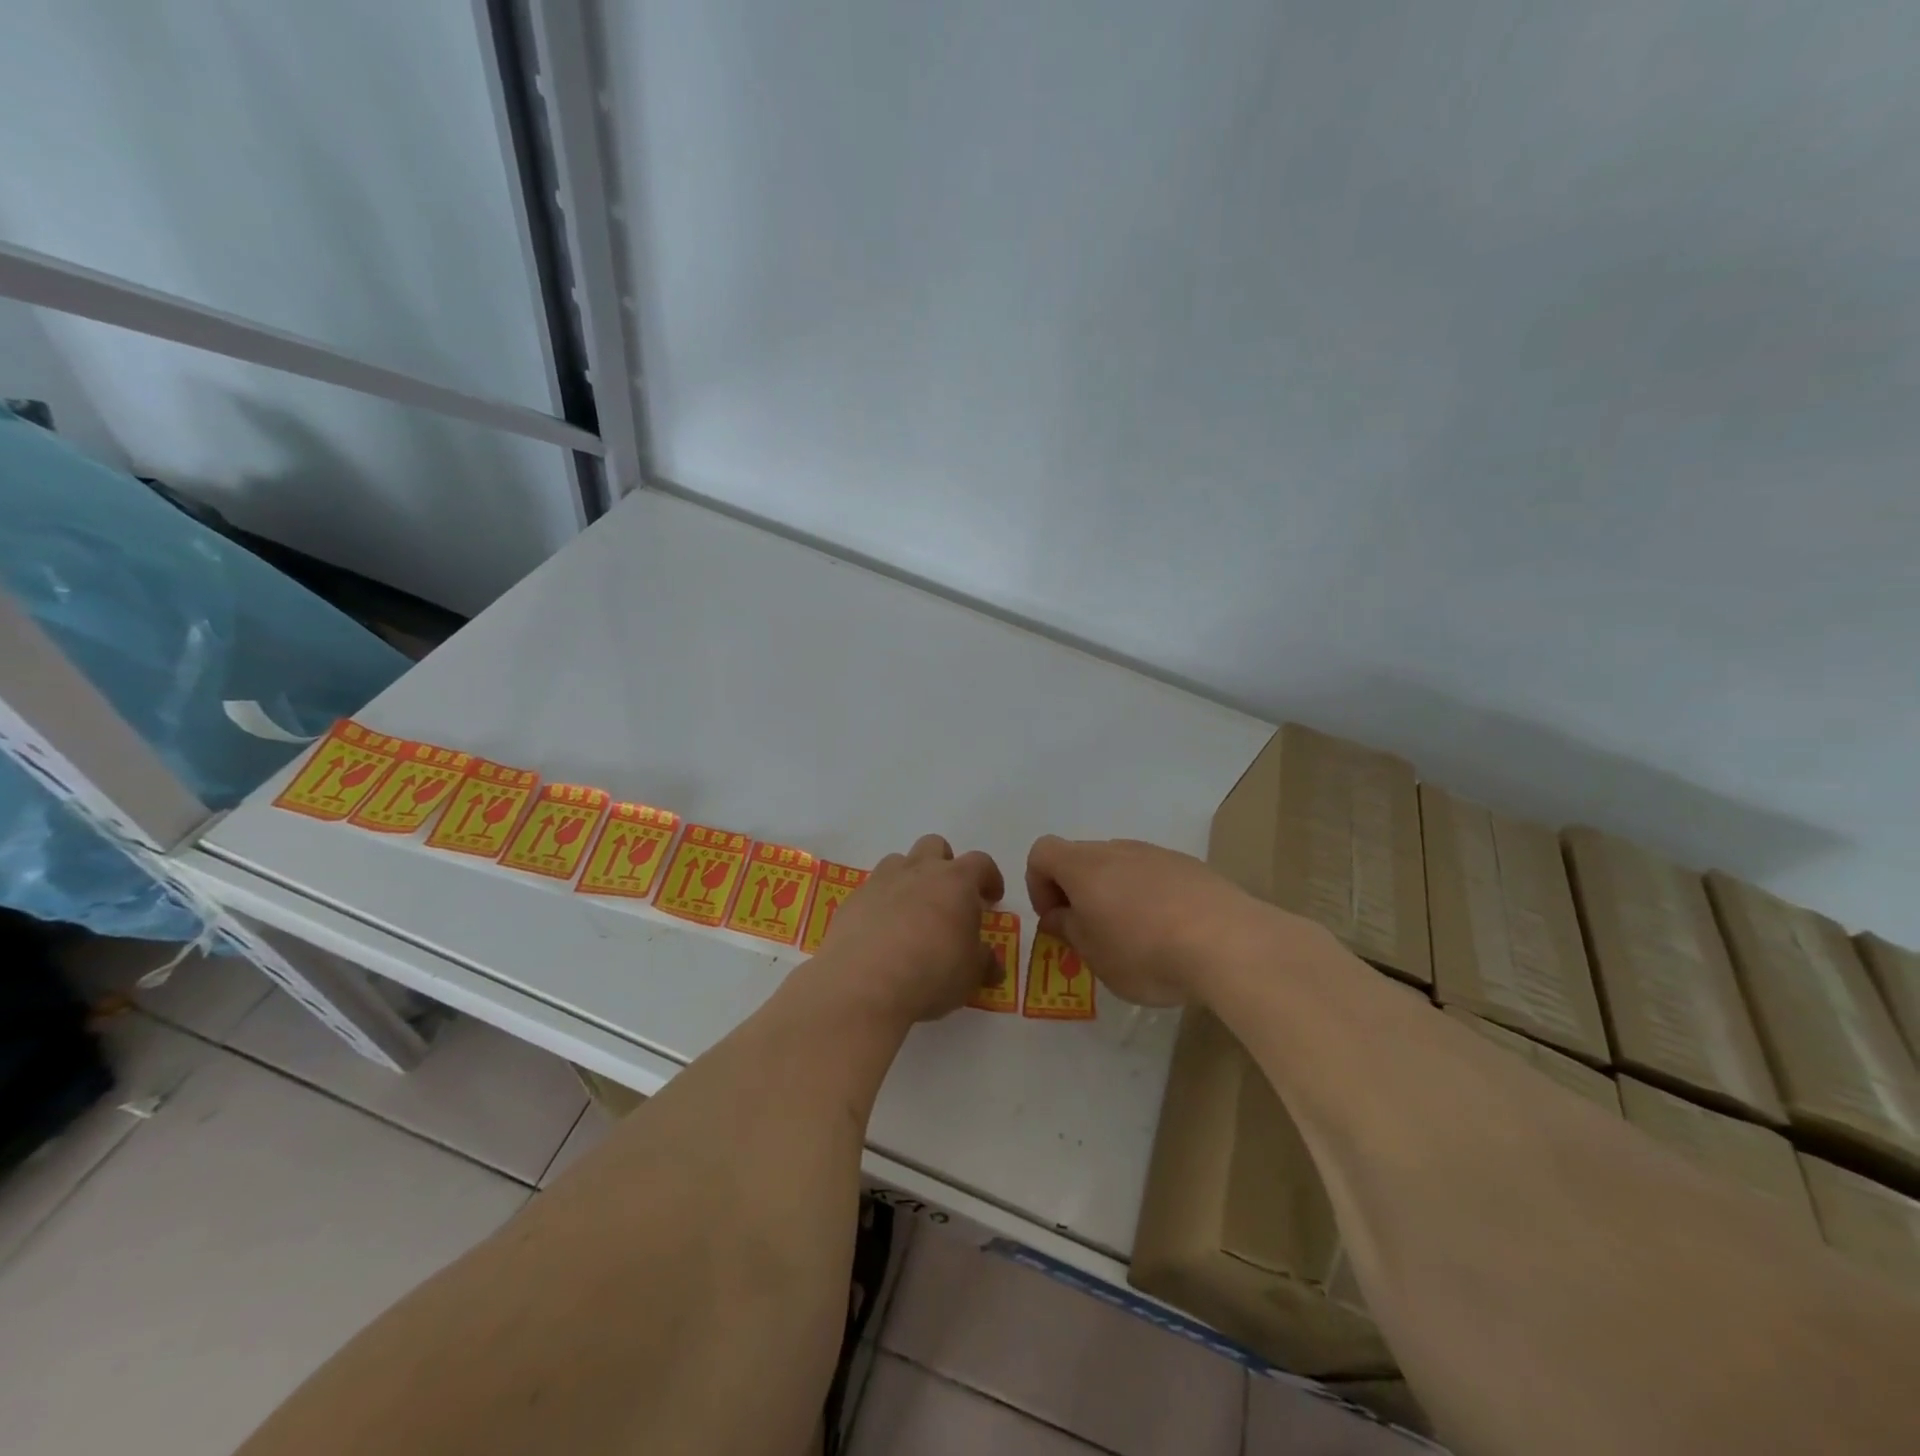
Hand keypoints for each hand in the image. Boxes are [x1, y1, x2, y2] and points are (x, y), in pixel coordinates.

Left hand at [813, 834, 1004, 1025]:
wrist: (863, 984)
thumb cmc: (931, 973)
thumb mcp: (971, 975)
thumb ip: (982, 961)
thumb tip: (989, 961)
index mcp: (955, 881)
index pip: (980, 863)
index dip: (989, 878)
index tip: (992, 898)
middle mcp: (918, 871)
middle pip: (934, 846)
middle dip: (944, 864)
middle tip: (948, 897)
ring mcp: (881, 881)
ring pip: (898, 862)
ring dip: (909, 878)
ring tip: (912, 912)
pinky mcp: (852, 900)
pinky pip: (872, 890)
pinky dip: (881, 903)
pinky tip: (881, 933)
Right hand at [1025, 836, 1300, 1006]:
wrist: (1229, 943)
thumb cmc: (1146, 953)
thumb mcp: (1095, 956)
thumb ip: (1070, 930)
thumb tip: (1059, 915)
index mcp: (1085, 867)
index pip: (1042, 852)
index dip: (1038, 884)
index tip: (1056, 919)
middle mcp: (1118, 850)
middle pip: (1082, 857)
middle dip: (1077, 891)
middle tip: (1092, 934)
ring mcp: (1158, 854)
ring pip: (1120, 865)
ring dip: (1114, 893)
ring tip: (1135, 937)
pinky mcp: (1191, 867)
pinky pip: (1155, 874)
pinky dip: (1150, 896)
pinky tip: (1171, 932)